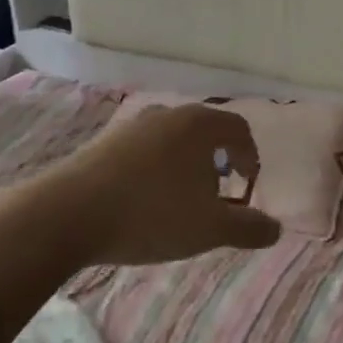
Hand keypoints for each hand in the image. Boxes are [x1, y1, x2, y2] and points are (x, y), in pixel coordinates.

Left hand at [28, 104, 281, 266]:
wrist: (66, 214)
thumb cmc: (150, 214)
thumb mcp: (209, 228)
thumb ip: (248, 228)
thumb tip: (276, 228)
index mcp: (199, 124)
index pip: (239, 129)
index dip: (250, 156)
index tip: (247, 185)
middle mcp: (168, 114)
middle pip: (205, 131)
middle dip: (217, 161)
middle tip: (218, 194)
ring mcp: (132, 125)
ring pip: (173, 140)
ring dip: (185, 165)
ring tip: (180, 200)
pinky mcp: (104, 142)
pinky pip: (144, 150)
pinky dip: (156, 169)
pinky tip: (144, 201)